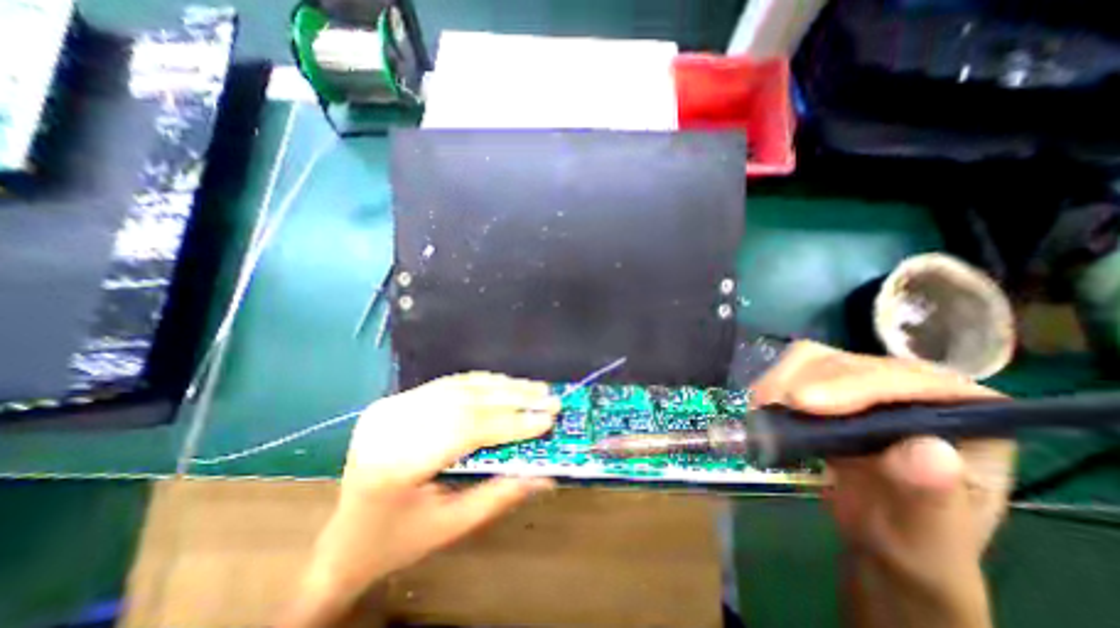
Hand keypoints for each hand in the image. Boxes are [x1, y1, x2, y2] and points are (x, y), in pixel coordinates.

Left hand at [284, 373, 555, 622]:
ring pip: (458, 387)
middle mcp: (390, 425)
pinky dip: (482, 383)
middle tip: (549, 397)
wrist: (344, 538)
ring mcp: (390, 407)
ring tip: (535, 388)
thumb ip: (500, 495)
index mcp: (396, 464)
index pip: (466, 430)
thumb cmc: (398, 539)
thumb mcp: (452, 527)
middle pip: (464, 402)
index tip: (547, 419)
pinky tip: (505, 384)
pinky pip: (447, 384)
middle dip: (513, 399)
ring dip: (502, 387)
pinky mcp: (395, 400)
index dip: (511, 422)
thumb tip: (547, 475)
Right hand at [752, 344, 1015, 626]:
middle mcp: (913, 387)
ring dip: (782, 379)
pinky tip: (762, 406)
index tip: (802, 403)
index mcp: (963, 415)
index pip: (908, 381)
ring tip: (762, 409)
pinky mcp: (830, 387)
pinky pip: (796, 369)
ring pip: (816, 358)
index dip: (852, 385)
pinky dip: (773, 383)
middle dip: (806, 381)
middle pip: (851, 362)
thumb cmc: (916, 539)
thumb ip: (933, 496)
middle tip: (768, 405)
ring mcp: (866, 384)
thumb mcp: (930, 534)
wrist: (881, 534)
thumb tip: (929, 449)